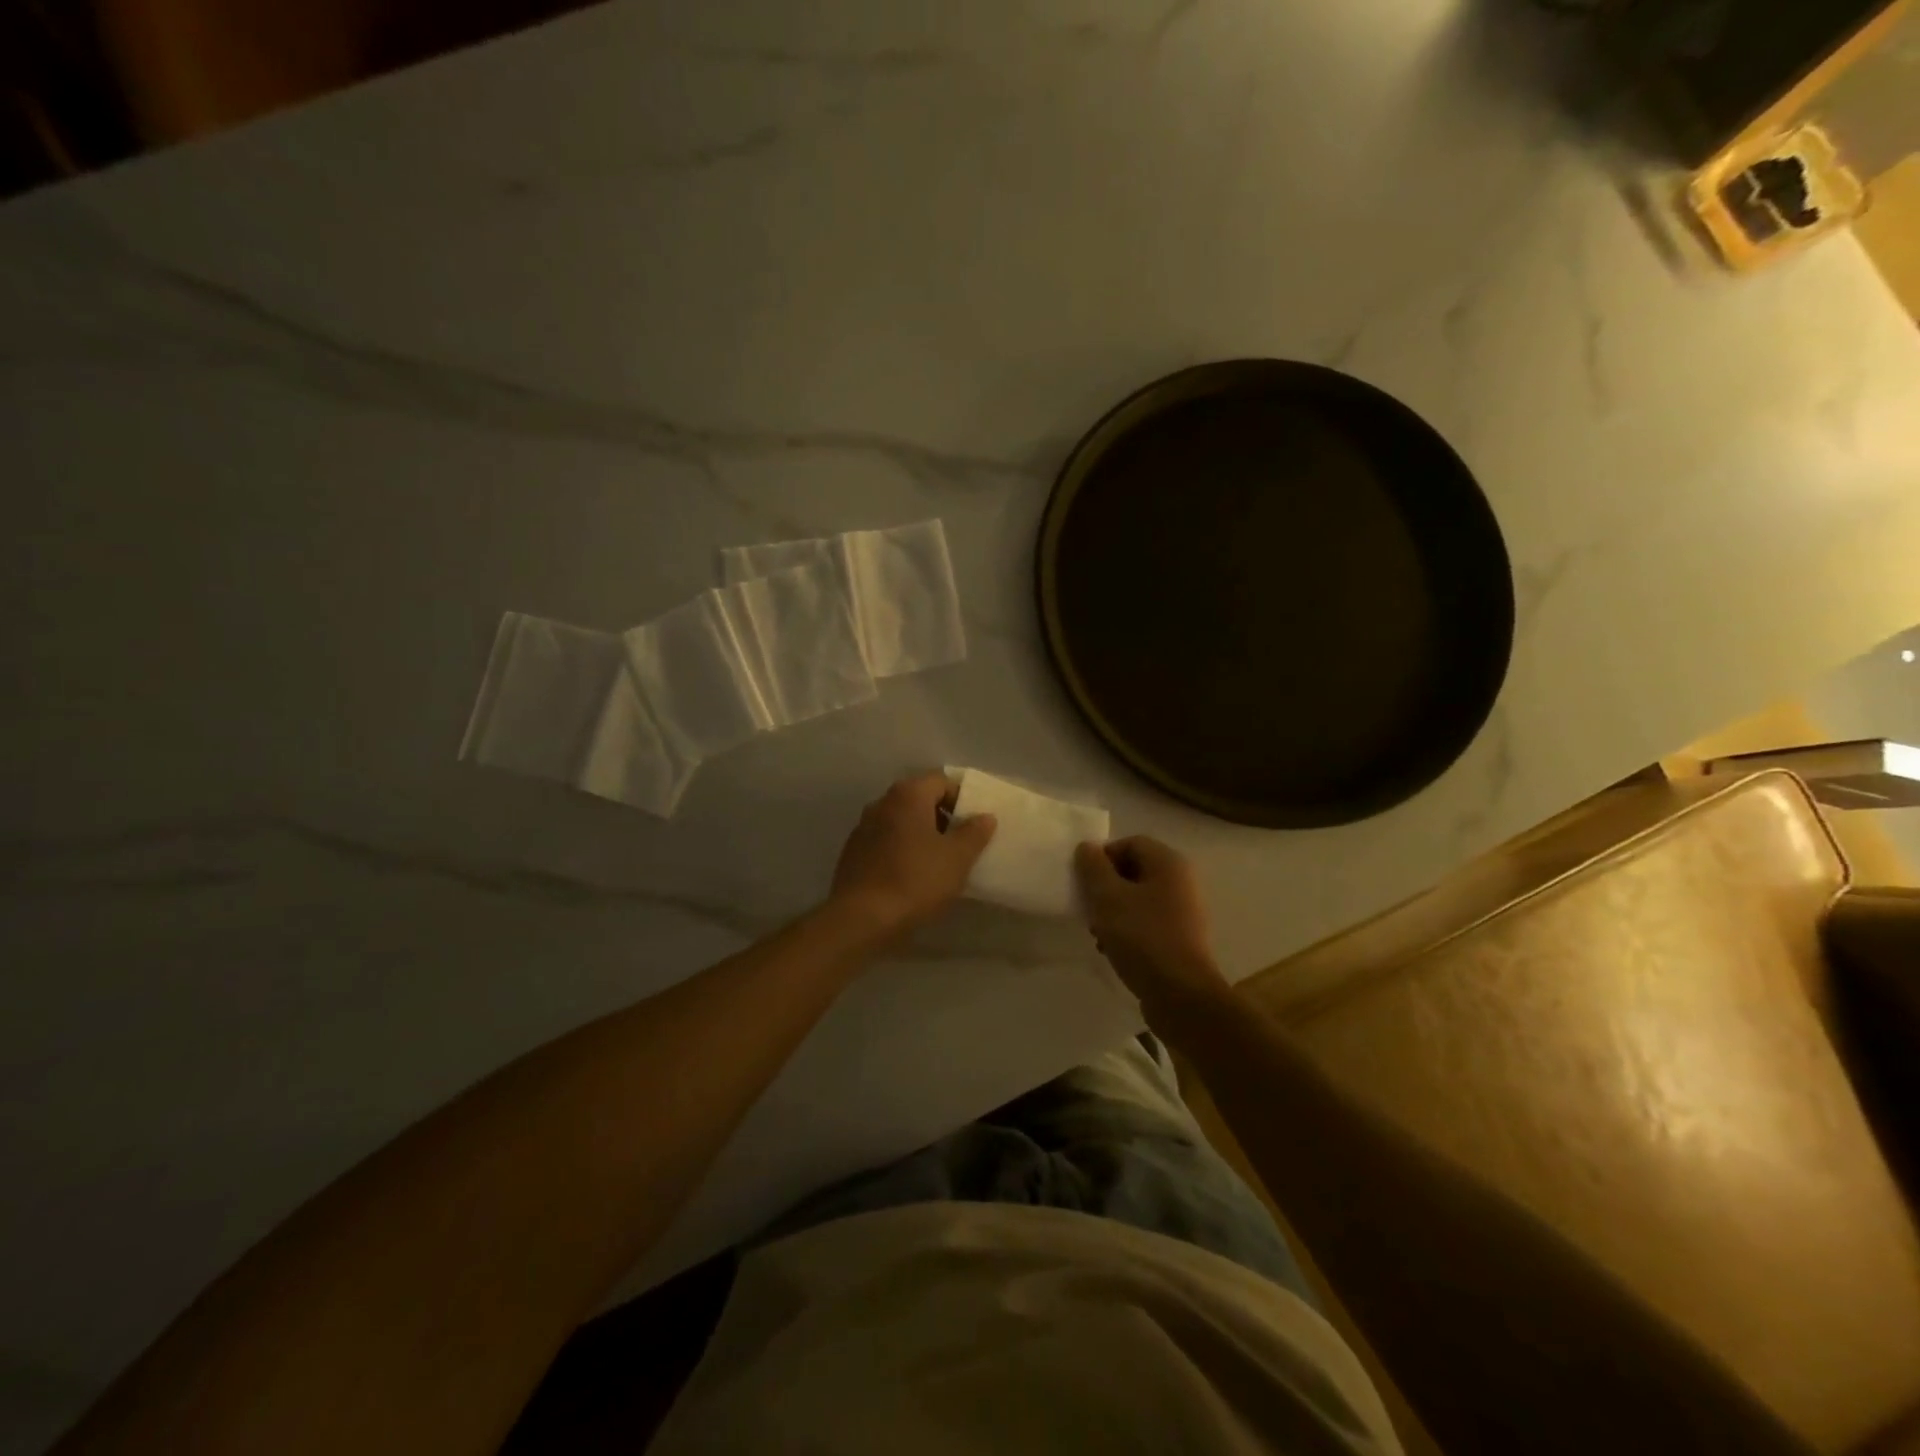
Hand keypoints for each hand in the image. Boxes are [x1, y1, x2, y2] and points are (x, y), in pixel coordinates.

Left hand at [830, 772, 996, 935]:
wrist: (861, 918)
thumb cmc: (916, 880)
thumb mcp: (957, 858)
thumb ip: (974, 833)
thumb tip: (985, 817)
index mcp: (908, 795)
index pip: (942, 781)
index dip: (963, 799)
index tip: (976, 824)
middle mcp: (882, 803)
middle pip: (920, 800)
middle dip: (943, 818)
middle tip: (962, 843)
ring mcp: (863, 827)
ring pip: (902, 822)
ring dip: (922, 836)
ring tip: (940, 863)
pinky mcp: (853, 853)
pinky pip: (886, 842)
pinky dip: (902, 851)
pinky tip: (913, 877)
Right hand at [1075, 836, 1229, 1008]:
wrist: (1181, 996)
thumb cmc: (1143, 938)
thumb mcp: (1108, 898)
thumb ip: (1093, 868)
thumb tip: (1087, 847)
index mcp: (1168, 863)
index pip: (1129, 843)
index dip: (1102, 857)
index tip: (1083, 882)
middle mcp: (1181, 881)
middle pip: (1133, 870)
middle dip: (1105, 887)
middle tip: (1088, 908)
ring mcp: (1184, 911)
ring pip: (1138, 898)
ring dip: (1113, 911)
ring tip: (1097, 933)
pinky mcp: (1181, 938)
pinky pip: (1147, 922)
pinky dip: (1127, 930)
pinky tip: (1112, 949)